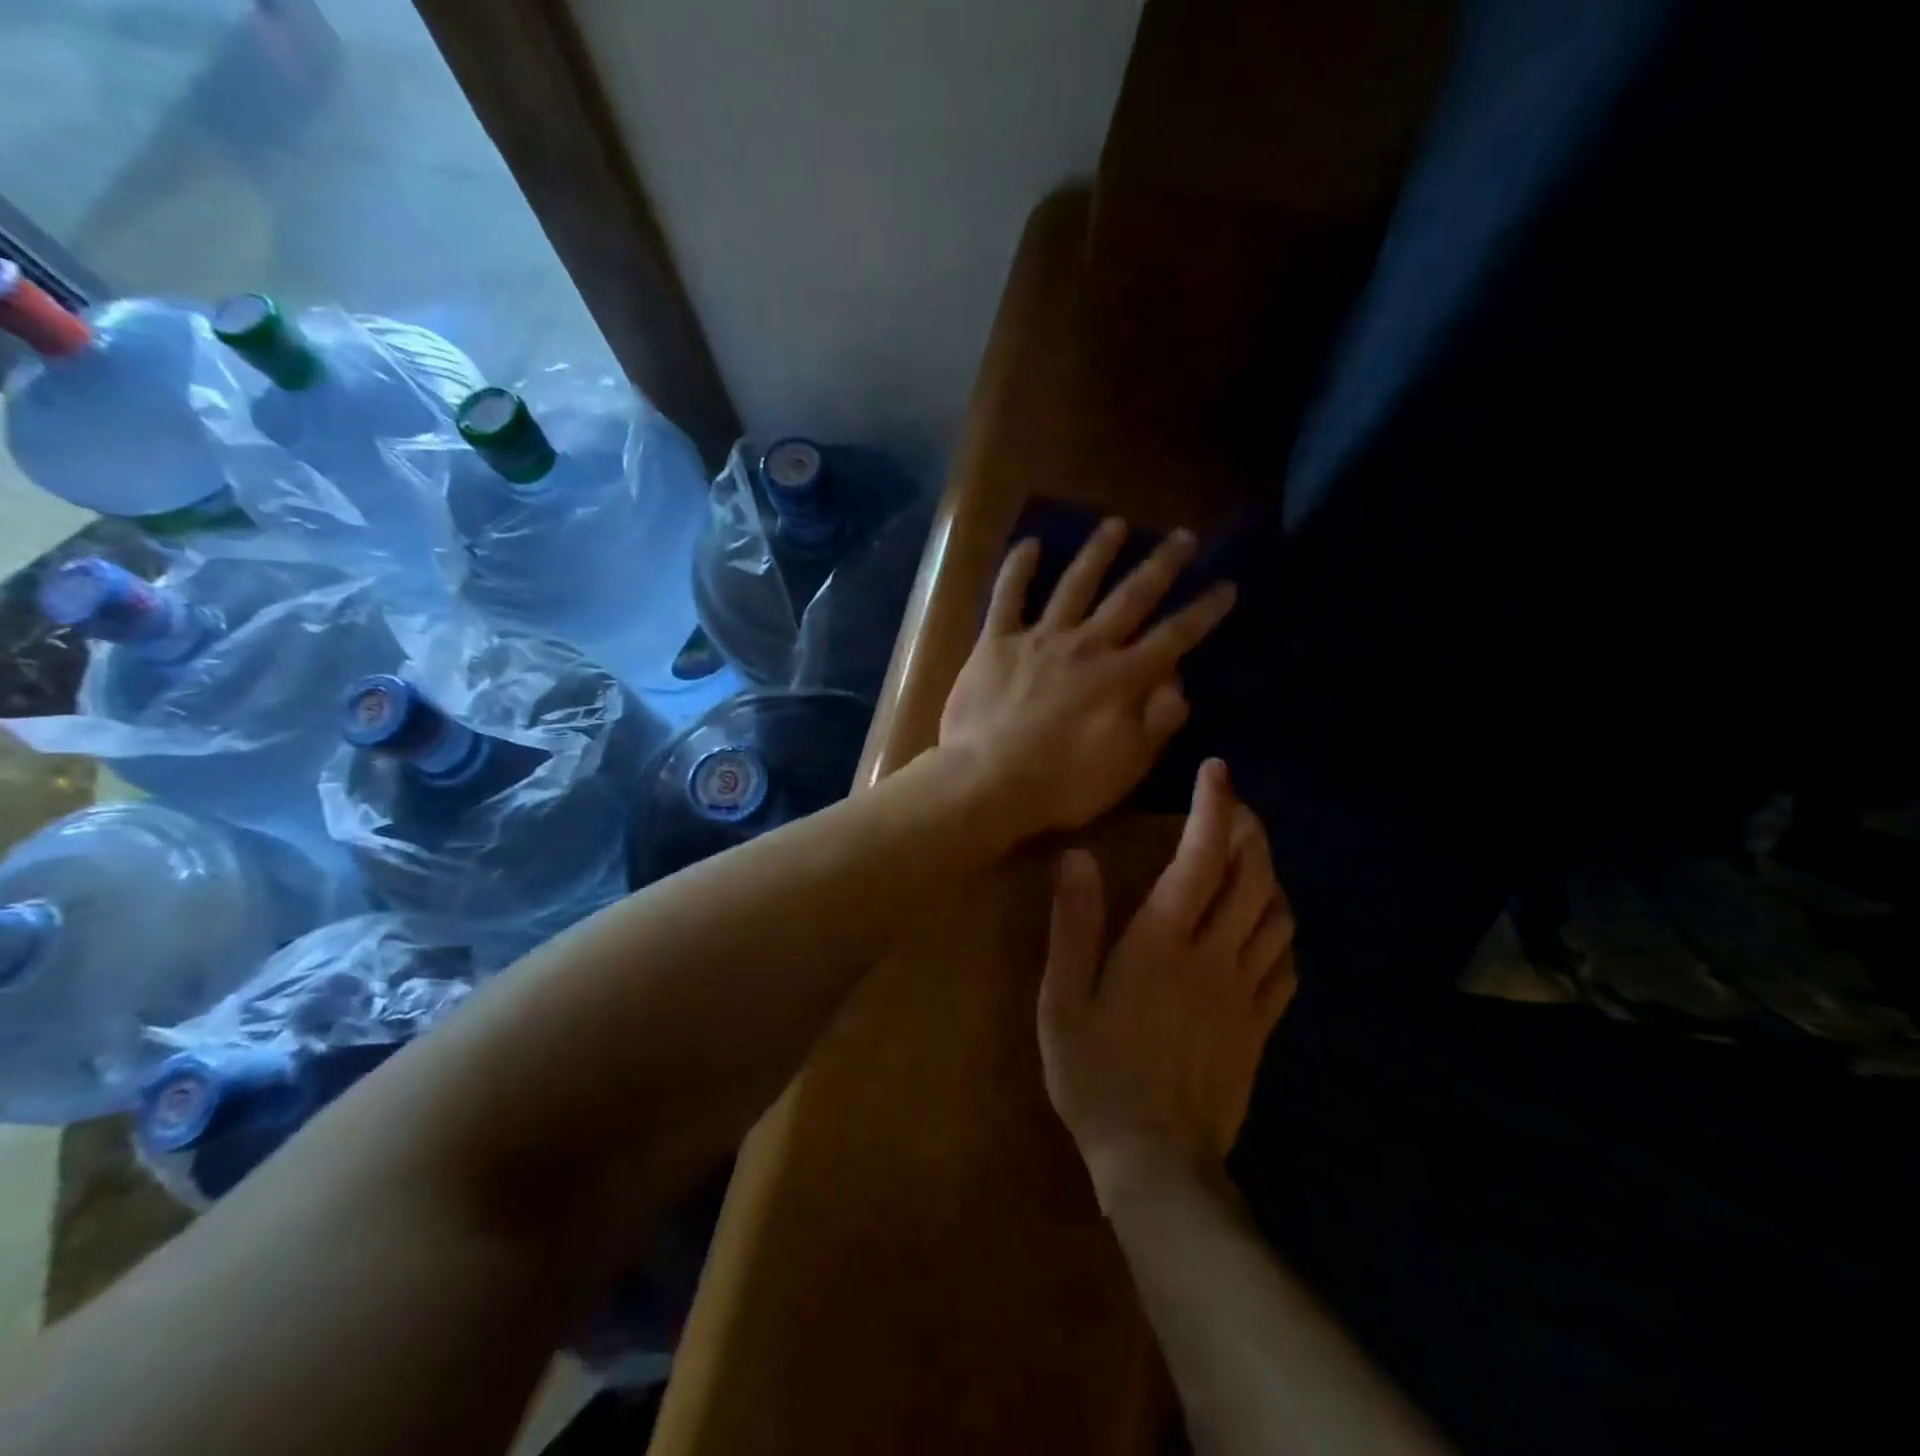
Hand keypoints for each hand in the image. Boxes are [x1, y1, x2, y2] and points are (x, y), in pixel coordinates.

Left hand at [939, 518, 1235, 837]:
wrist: (987, 782)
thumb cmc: (1061, 784)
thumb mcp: (1127, 765)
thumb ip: (1157, 720)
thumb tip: (1177, 681)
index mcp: (1122, 678)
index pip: (1174, 636)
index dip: (1203, 611)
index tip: (1226, 585)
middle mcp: (1086, 646)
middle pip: (1131, 596)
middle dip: (1162, 565)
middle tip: (1184, 537)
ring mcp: (1039, 639)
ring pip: (1075, 583)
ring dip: (1098, 552)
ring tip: (1116, 524)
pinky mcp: (996, 642)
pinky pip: (1007, 596)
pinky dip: (1018, 569)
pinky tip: (1030, 543)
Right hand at [1037, 759, 1295, 1205]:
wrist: (1155, 1161)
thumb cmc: (1095, 1073)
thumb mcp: (1063, 997)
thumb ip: (1072, 923)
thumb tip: (1076, 856)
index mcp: (1162, 942)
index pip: (1199, 859)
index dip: (1213, 809)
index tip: (1217, 772)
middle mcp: (1213, 955)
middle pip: (1250, 877)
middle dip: (1249, 830)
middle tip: (1236, 806)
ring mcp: (1245, 991)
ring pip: (1276, 915)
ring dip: (1269, 873)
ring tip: (1253, 854)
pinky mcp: (1261, 1025)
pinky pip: (1286, 963)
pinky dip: (1282, 929)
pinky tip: (1269, 924)